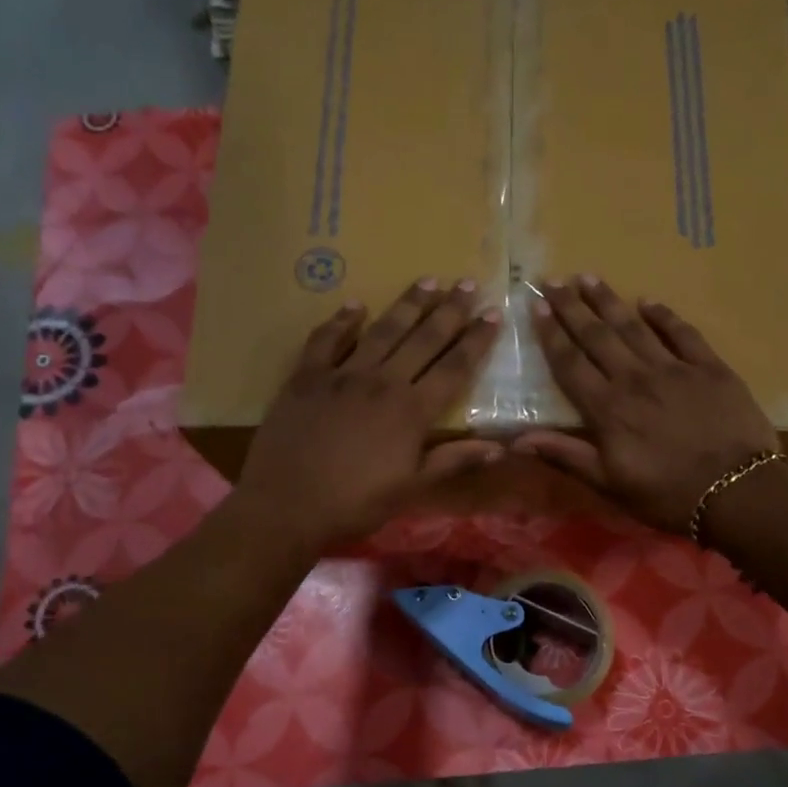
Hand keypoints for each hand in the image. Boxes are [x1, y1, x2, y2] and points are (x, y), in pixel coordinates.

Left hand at [237, 278, 503, 551]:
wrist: (287, 505)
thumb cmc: (355, 503)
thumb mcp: (412, 489)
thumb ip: (454, 461)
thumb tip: (500, 447)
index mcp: (412, 411)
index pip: (454, 367)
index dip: (476, 340)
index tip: (493, 314)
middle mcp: (382, 382)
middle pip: (422, 339)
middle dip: (449, 310)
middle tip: (467, 284)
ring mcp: (342, 375)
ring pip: (382, 331)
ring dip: (407, 305)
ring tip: (427, 281)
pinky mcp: (306, 377)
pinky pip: (326, 340)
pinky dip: (341, 321)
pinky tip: (354, 305)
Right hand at [514, 276, 781, 534]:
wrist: (737, 492)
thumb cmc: (667, 495)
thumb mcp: (610, 484)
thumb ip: (566, 456)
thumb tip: (517, 439)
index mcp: (607, 409)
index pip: (571, 364)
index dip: (552, 335)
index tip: (536, 308)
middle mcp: (635, 379)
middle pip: (597, 336)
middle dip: (572, 307)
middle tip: (553, 281)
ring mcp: (674, 369)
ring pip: (634, 327)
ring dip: (609, 301)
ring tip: (589, 278)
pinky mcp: (710, 367)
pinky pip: (682, 333)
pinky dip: (664, 315)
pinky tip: (649, 302)